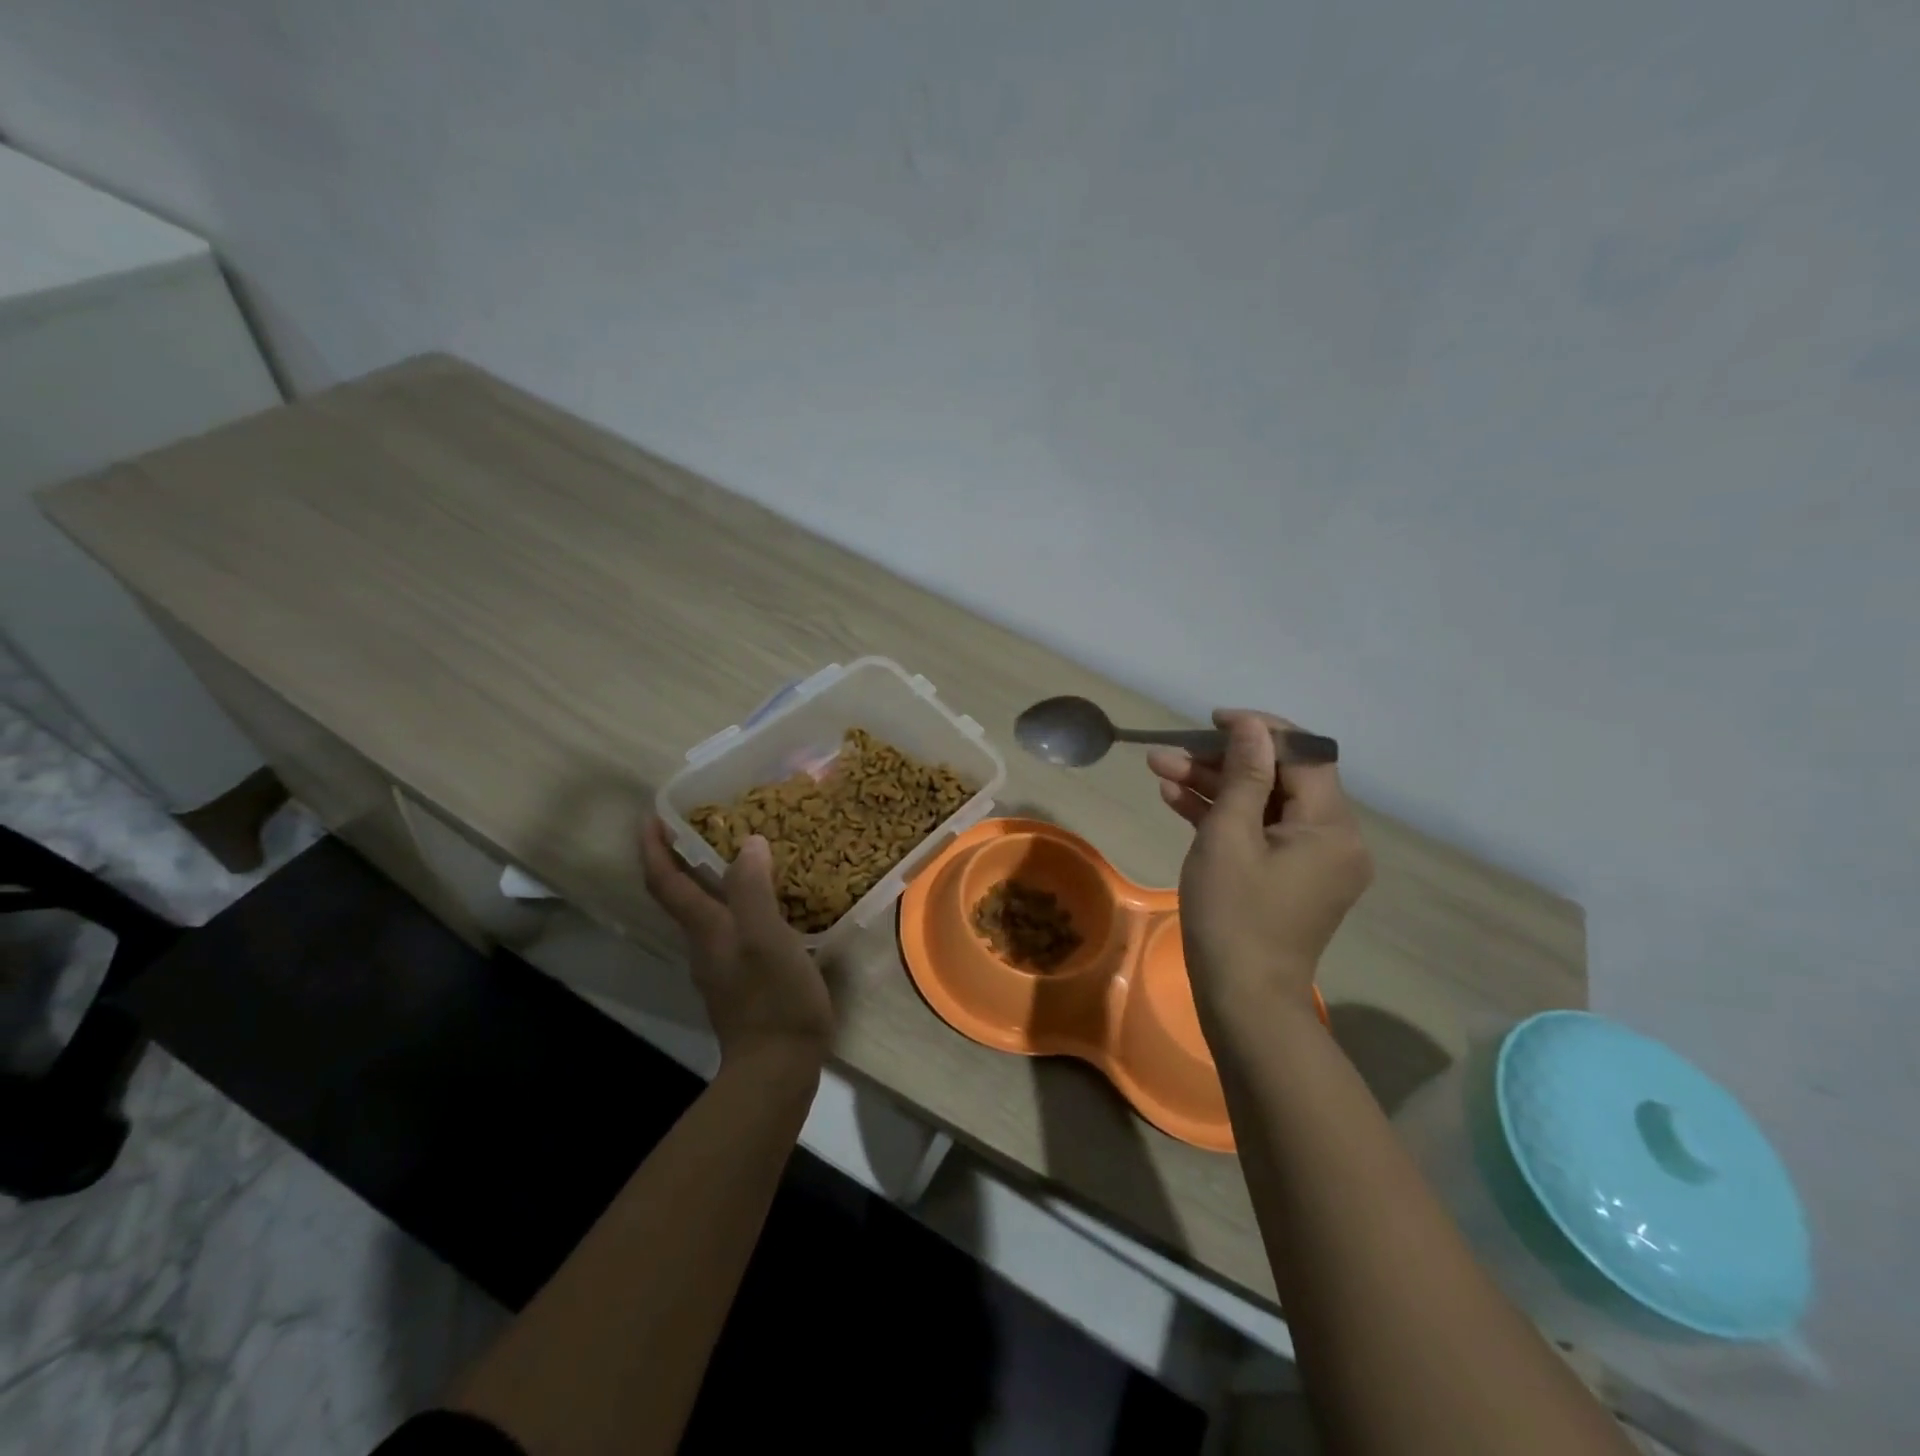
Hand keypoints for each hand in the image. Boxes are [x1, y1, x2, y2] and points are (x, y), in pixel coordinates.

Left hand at [640, 818, 834, 1072]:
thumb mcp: (766, 938)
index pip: (666, 882)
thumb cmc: (773, 998)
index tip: (650, 816)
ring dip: (714, 880)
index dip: (653, 847)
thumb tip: (748, 843)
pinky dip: (742, 905)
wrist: (777, 1068)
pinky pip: (734, 929)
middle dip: (683, 857)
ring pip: (709, 912)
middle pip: (681, 895)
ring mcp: (722, 965)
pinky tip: (772, 902)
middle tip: (712, 823)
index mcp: (705, 929)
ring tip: (749, 855)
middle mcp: (705, 944)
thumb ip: (753, 891)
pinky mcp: (743, 980)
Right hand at [1148, 709, 1371, 1010]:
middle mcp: (1334, 839)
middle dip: (1221, 761)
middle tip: (1169, 752)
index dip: (1259, 730)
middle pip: (1279, 779)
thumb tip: (1251, 726)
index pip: (1303, 755)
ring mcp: (1312, 861)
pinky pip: (1260, 833)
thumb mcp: (1228, 836)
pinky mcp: (1289, 878)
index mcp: (1331, 826)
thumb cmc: (1233, 914)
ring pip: (1262, 805)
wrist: (1243, 999)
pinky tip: (1175, 798)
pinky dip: (1223, 816)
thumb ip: (1243, 775)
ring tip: (1160, 769)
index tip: (1212, 720)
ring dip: (1214, 786)